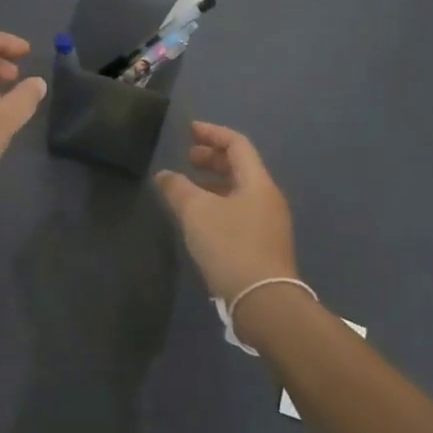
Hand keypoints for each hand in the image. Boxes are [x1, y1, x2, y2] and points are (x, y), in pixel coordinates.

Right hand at [155, 122, 297, 299]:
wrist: (264, 302)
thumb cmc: (231, 246)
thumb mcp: (196, 212)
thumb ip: (177, 188)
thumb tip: (164, 175)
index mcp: (258, 182)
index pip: (237, 144)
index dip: (212, 133)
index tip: (189, 130)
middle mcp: (267, 198)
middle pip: (240, 167)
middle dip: (212, 159)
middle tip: (186, 158)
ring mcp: (268, 224)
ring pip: (238, 191)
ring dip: (213, 184)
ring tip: (187, 188)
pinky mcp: (263, 246)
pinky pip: (238, 212)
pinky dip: (218, 204)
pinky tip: (199, 219)